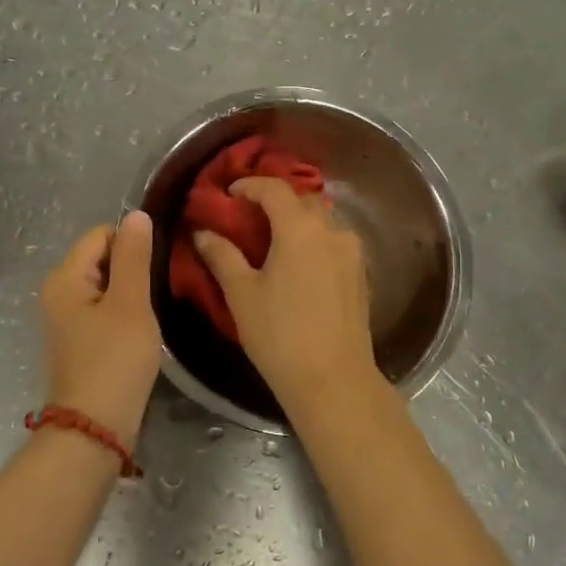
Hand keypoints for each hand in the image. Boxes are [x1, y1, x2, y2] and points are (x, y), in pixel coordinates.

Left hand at [40, 211, 161, 444]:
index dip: (132, 244)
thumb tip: (136, 214)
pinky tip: (141, 332)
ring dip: (131, 293)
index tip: (158, 267)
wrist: (95, 427)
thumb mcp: (131, 303)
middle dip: (133, 269)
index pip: (102, 234)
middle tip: (160, 290)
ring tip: (153, 312)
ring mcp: (67, 319)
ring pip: (107, 286)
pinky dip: (124, 314)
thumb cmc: (114, 360)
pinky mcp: (80, 341)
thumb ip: (134, 257)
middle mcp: (59, 292)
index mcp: (65, 277)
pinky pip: (104, 310)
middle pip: (102, 258)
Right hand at [193, 178, 378, 412]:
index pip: (274, 189)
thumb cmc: (279, 334)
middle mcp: (331, 230)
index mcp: (300, 228)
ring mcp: (352, 251)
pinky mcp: (361, 273)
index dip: (249, 185)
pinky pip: (334, 241)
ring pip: (322, 220)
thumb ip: (222, 255)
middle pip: (302, 200)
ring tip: (273, 238)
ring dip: (297, 219)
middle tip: (249, 214)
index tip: (229, 193)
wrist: (333, 380)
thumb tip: (203, 232)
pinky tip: (298, 262)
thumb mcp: (241, 293)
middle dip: (275, 200)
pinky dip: (313, 239)